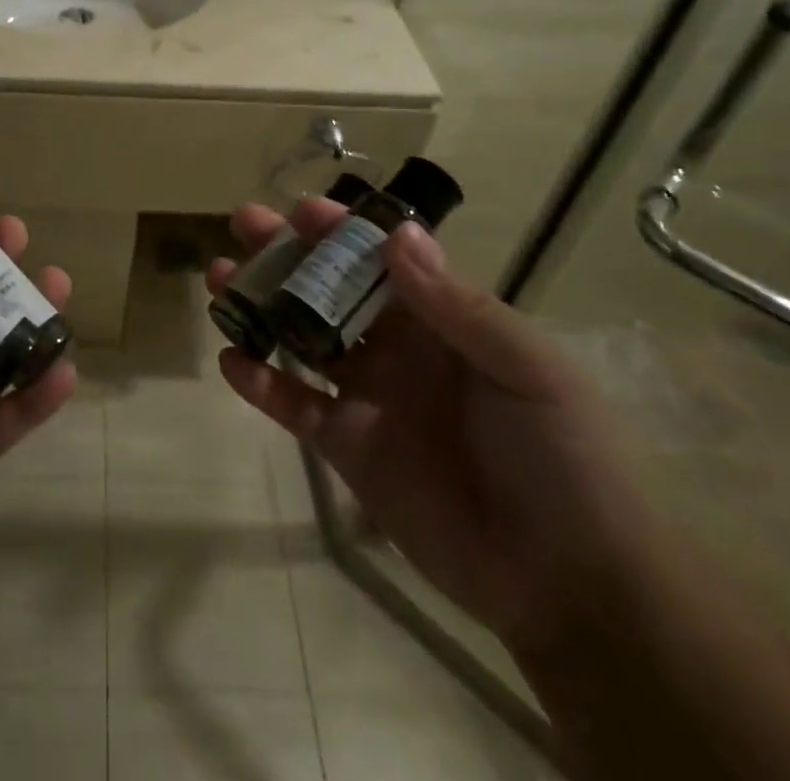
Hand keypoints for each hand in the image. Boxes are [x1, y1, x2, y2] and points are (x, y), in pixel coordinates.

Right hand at [210, 200, 655, 657]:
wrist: (568, 580)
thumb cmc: (562, 458)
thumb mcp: (528, 370)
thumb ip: (459, 306)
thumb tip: (398, 235)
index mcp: (443, 320)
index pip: (384, 258)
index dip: (343, 230)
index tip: (301, 209)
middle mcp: (399, 347)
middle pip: (332, 289)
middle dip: (289, 255)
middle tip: (243, 226)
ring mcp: (369, 395)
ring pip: (303, 339)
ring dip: (263, 308)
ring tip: (221, 282)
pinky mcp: (348, 446)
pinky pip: (296, 406)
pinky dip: (262, 384)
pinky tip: (231, 361)